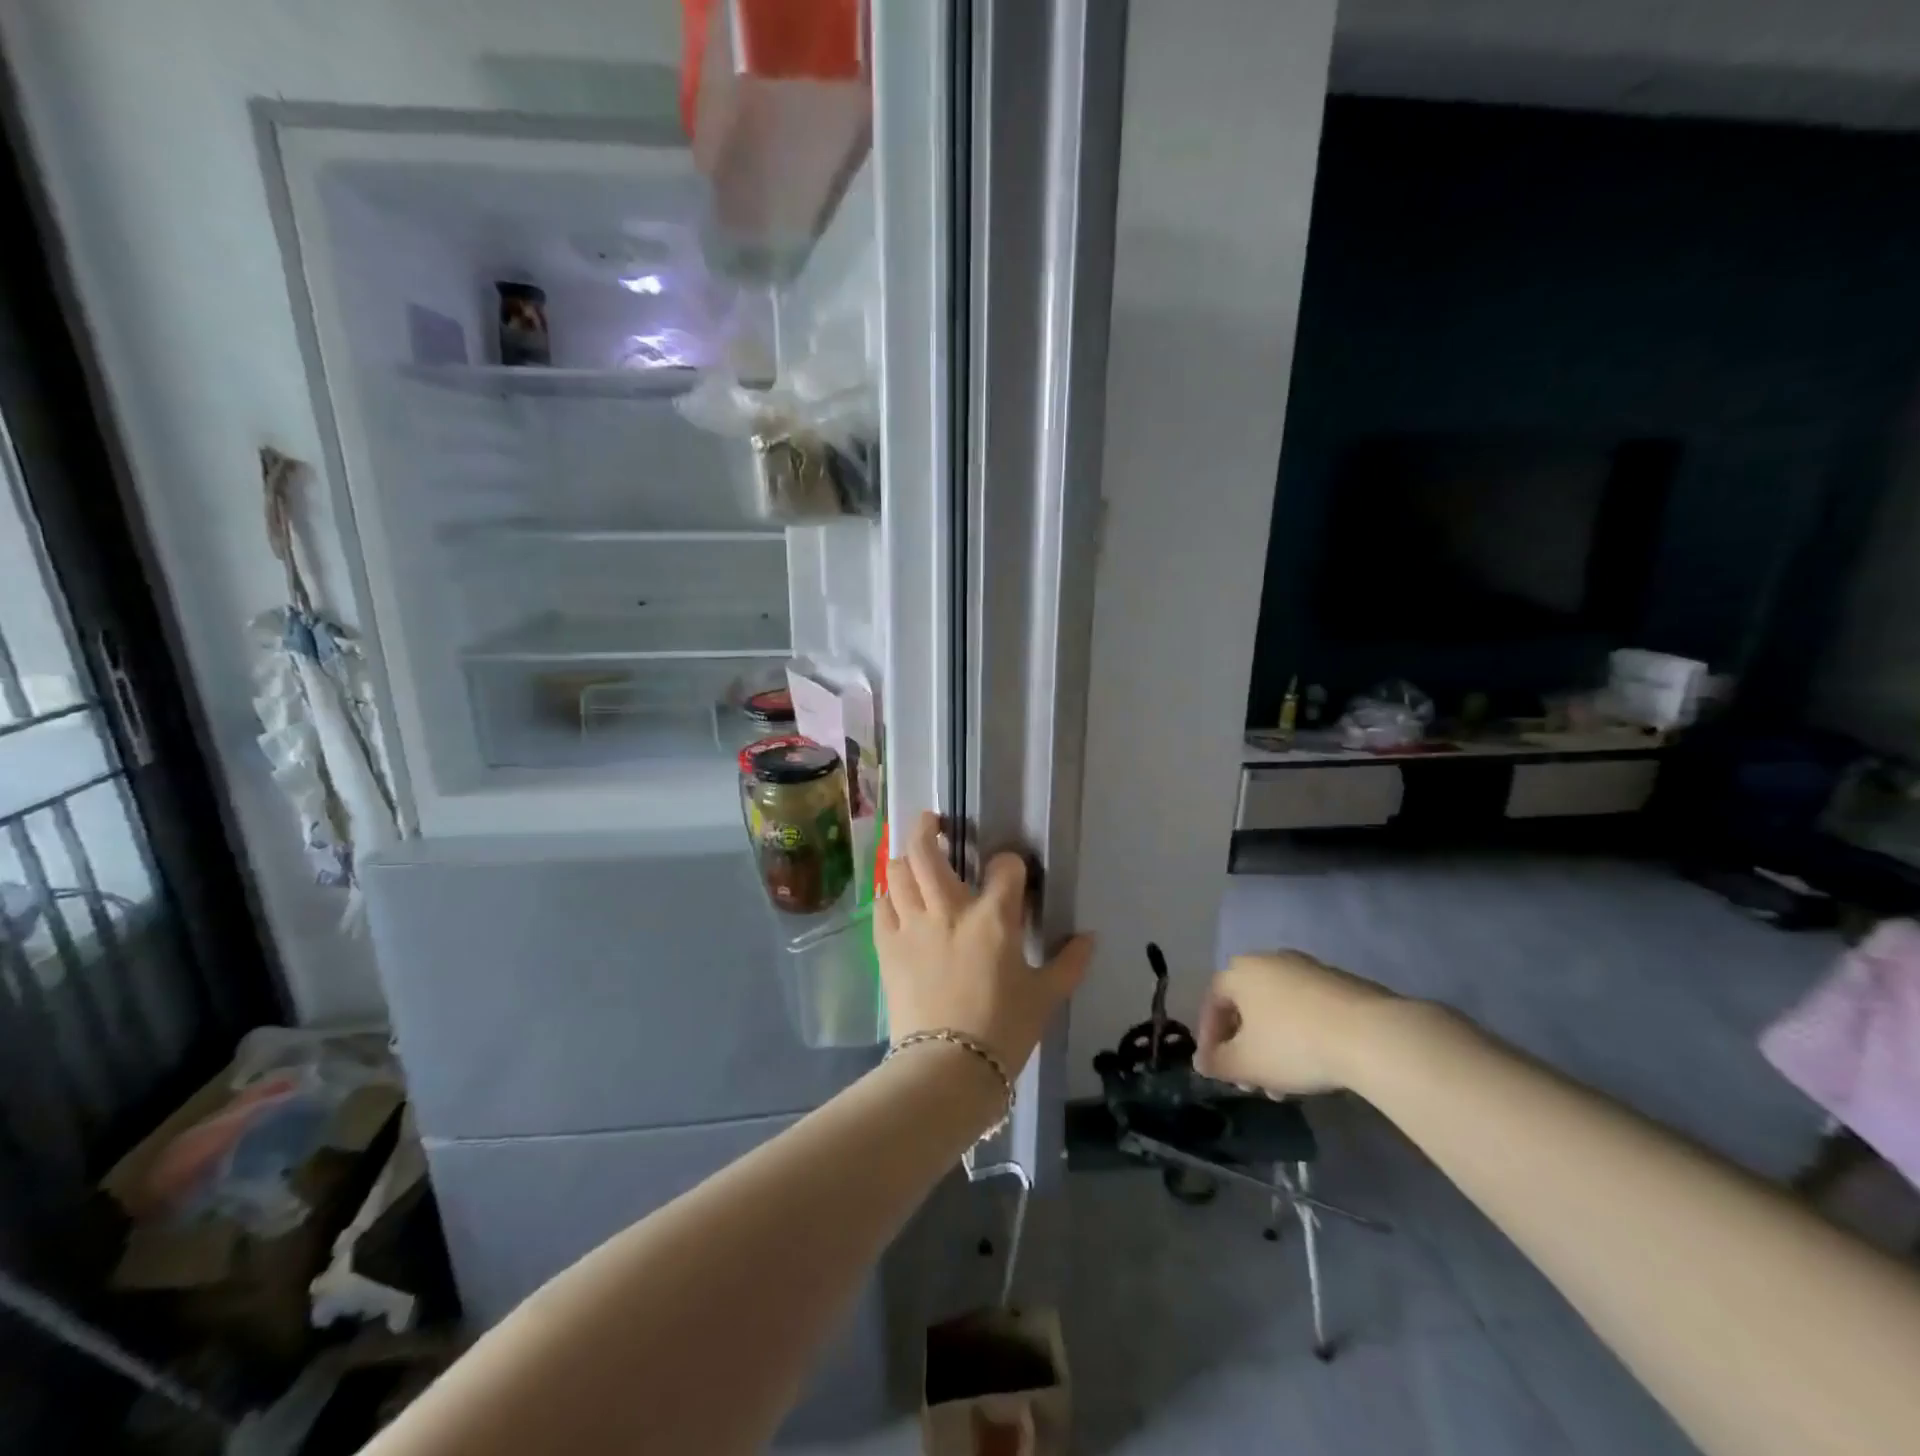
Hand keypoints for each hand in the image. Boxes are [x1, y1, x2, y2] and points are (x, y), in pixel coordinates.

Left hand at [875, 811, 1092, 1073]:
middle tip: (933, 821)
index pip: (1005, 868)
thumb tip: (1090, 938)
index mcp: (994, 918)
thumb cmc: (1004, 1030)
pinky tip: (896, 898)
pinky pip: (882, 905)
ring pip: (899, 870)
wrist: (947, 1070)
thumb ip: (1069, 963)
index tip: (1011, 873)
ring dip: (905, 857)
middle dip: (929, 828)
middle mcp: (950, 909)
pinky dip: (888, 895)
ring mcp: (913, 925)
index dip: (1011, 864)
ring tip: (912, 856)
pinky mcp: (888, 946)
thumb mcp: (1046, 998)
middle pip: (929, 850)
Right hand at [1194, 951, 1396, 1094]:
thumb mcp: (1246, 1064)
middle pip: (1247, 1006)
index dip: (1209, 1038)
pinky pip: (1308, 1009)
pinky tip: (1316, 1064)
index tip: (1217, 1068)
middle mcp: (1269, 960)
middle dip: (1245, 1047)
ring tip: (1286, 1085)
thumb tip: (1202, 1062)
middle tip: (1252, 1082)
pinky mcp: (1341, 982)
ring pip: (1278, 1010)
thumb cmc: (1294, 1045)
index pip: (1212, 1002)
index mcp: (1239, 971)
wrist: (1372, 1035)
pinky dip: (1303, 1035)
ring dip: (1274, 1045)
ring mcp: (1308, 968)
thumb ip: (1217, 1064)